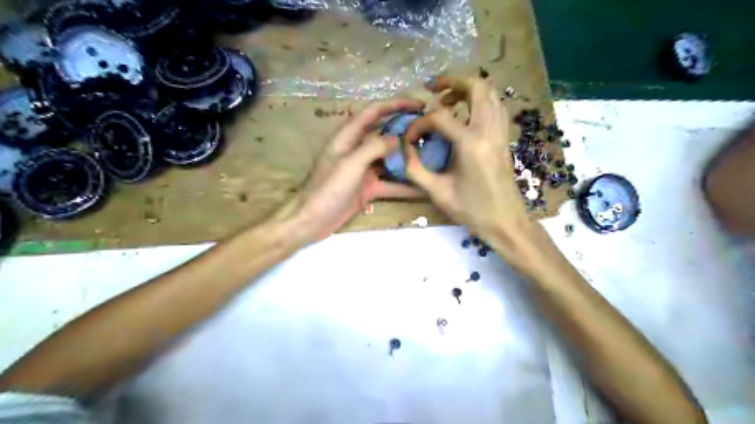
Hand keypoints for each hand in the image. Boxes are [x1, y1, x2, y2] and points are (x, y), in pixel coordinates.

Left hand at [285, 97, 422, 239]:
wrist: (313, 220)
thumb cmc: (328, 189)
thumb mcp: (350, 164)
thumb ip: (373, 148)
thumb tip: (397, 138)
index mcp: (348, 137)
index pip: (374, 112)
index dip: (395, 104)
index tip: (418, 104)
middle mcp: (357, 149)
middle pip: (385, 135)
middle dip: (405, 131)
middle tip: (430, 132)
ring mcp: (364, 170)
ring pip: (389, 159)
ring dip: (407, 158)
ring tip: (432, 156)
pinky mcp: (368, 188)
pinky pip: (390, 183)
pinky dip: (404, 185)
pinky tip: (422, 188)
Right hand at [401, 74, 542, 268]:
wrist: (506, 222)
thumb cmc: (472, 210)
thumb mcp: (437, 193)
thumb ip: (415, 169)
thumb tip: (403, 149)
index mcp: (470, 144)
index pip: (440, 117)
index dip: (420, 124)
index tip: (411, 139)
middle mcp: (488, 131)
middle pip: (476, 87)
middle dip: (452, 81)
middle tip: (433, 89)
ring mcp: (500, 132)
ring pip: (490, 93)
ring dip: (468, 89)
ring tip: (448, 99)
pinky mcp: (504, 138)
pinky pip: (496, 107)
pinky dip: (481, 101)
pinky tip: (466, 114)